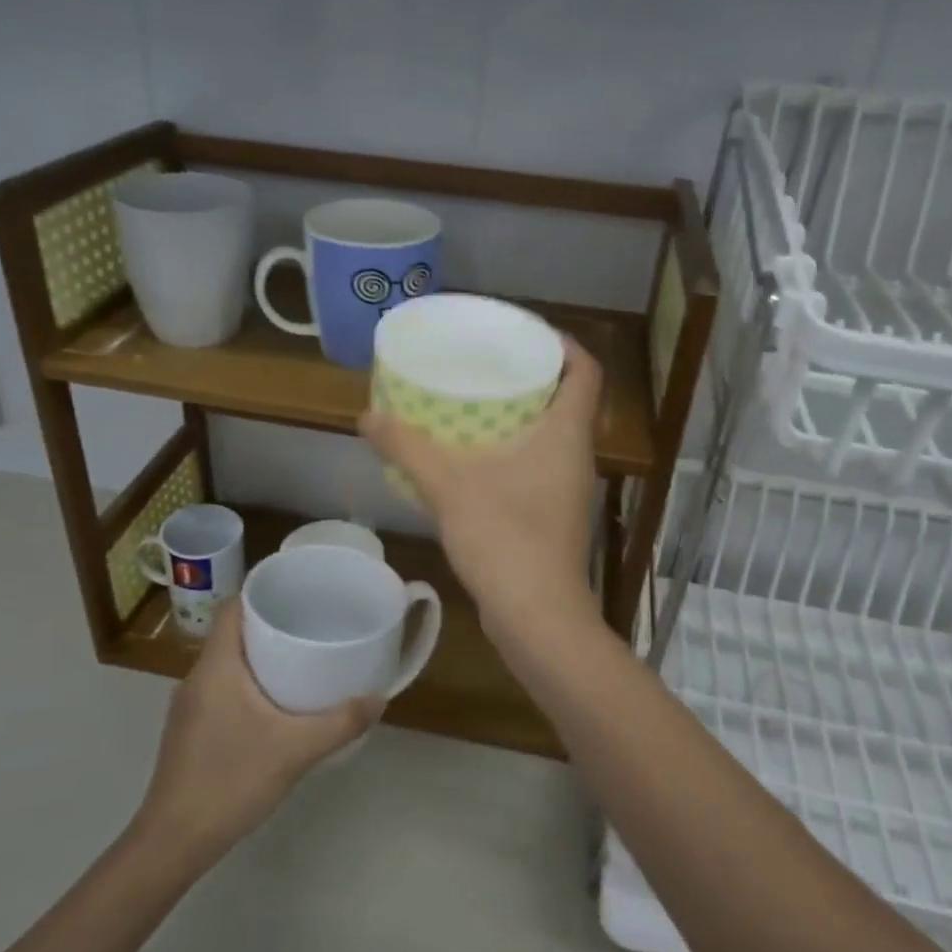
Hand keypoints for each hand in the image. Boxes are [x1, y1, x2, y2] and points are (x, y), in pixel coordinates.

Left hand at [134, 600, 381, 866]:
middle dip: (269, 626)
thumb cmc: (230, 781)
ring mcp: (188, 707)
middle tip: (311, 628)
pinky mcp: (189, 731)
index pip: (232, 607)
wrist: (172, 843)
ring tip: (300, 663)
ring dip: (259, 658)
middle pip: (232, 633)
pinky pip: (221, 690)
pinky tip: (275, 708)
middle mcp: (196, 677)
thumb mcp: (295, 750)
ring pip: (226, 664)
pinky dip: (247, 686)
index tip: (297, 596)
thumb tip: (379, 698)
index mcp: (216, 666)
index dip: (261, 594)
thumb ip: (340, 722)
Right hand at [360, 336, 603, 646]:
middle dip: (530, 376)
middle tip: (485, 363)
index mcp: (567, 434)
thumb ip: (407, 447)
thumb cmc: (505, 538)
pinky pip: (536, 467)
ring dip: (518, 416)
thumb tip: (366, 416)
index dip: (563, 344)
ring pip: (549, 435)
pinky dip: (510, 452)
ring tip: (471, 403)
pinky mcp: (553, 517)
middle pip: (565, 399)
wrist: (536, 618)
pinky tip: (471, 459)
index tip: (524, 333)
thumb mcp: (448, 485)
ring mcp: (568, 490)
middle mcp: (575, 456)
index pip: (585, 371)